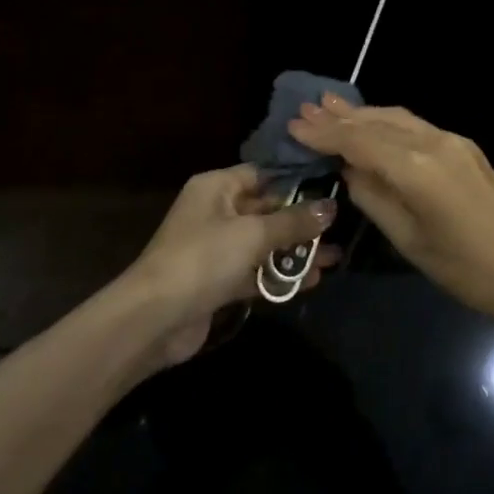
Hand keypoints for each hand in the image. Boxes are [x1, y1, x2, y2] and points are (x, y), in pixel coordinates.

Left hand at [123, 164, 339, 366]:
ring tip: (335, 257)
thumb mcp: (253, 234)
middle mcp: (216, 211)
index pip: (261, 174)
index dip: (294, 181)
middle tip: (339, 226)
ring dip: (295, 251)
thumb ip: (293, 222)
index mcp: (217, 187)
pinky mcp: (218, 282)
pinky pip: (256, 271)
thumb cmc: (203, 259)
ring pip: (263, 243)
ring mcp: (216, 248)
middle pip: (265, 209)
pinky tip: (312, 280)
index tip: (329, 187)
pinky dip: (280, 275)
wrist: (154, 319)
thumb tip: (331, 207)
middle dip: (300, 220)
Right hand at [290, 96, 493, 327]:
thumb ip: (373, 197)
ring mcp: (452, 140)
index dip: (325, 133)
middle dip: (339, 116)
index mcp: (416, 168)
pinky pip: (415, 126)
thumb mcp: (408, 240)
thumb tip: (349, 169)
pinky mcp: (464, 147)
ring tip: (330, 106)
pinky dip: (387, 122)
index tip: (294, 125)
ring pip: (397, 118)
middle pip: (377, 122)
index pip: (359, 141)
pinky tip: (372, 122)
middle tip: (306, 107)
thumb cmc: (464, 269)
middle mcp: (433, 142)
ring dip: (363, 113)